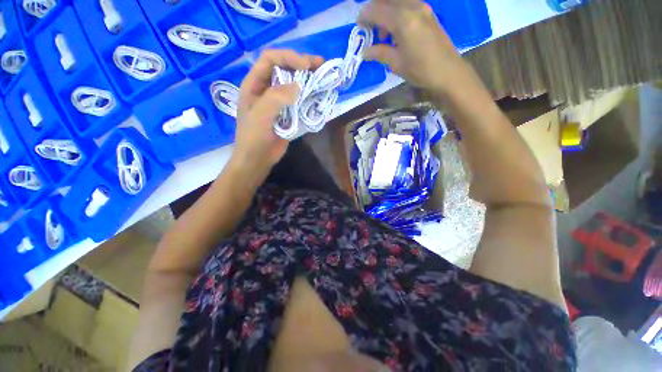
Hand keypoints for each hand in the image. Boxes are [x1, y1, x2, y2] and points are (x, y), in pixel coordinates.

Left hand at [232, 50, 323, 174]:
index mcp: (254, 84)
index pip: (270, 59)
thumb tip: (298, 86)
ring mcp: (278, 102)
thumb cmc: (254, 138)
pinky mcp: (288, 113)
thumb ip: (276, 98)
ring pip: (294, 84)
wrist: (258, 159)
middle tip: (321, 65)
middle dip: (302, 64)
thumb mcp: (261, 116)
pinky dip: (310, 97)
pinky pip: (299, 101)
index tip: (306, 66)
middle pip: (284, 68)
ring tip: (324, 78)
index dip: (288, 57)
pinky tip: (319, 97)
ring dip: (308, 80)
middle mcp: (266, 89)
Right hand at [359, 0, 470, 94]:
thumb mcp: (396, 64)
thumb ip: (379, 53)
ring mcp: (423, 7)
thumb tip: (364, 52)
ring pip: (397, 0)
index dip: (364, 16)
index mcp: (403, 20)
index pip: (376, 9)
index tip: (358, 26)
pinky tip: (396, 31)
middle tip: (369, 27)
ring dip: (386, 11)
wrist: (448, 71)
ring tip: (384, 34)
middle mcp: (413, 7)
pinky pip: (407, 4)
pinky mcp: (428, 12)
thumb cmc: (420, 70)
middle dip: (374, 9)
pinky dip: (397, 12)